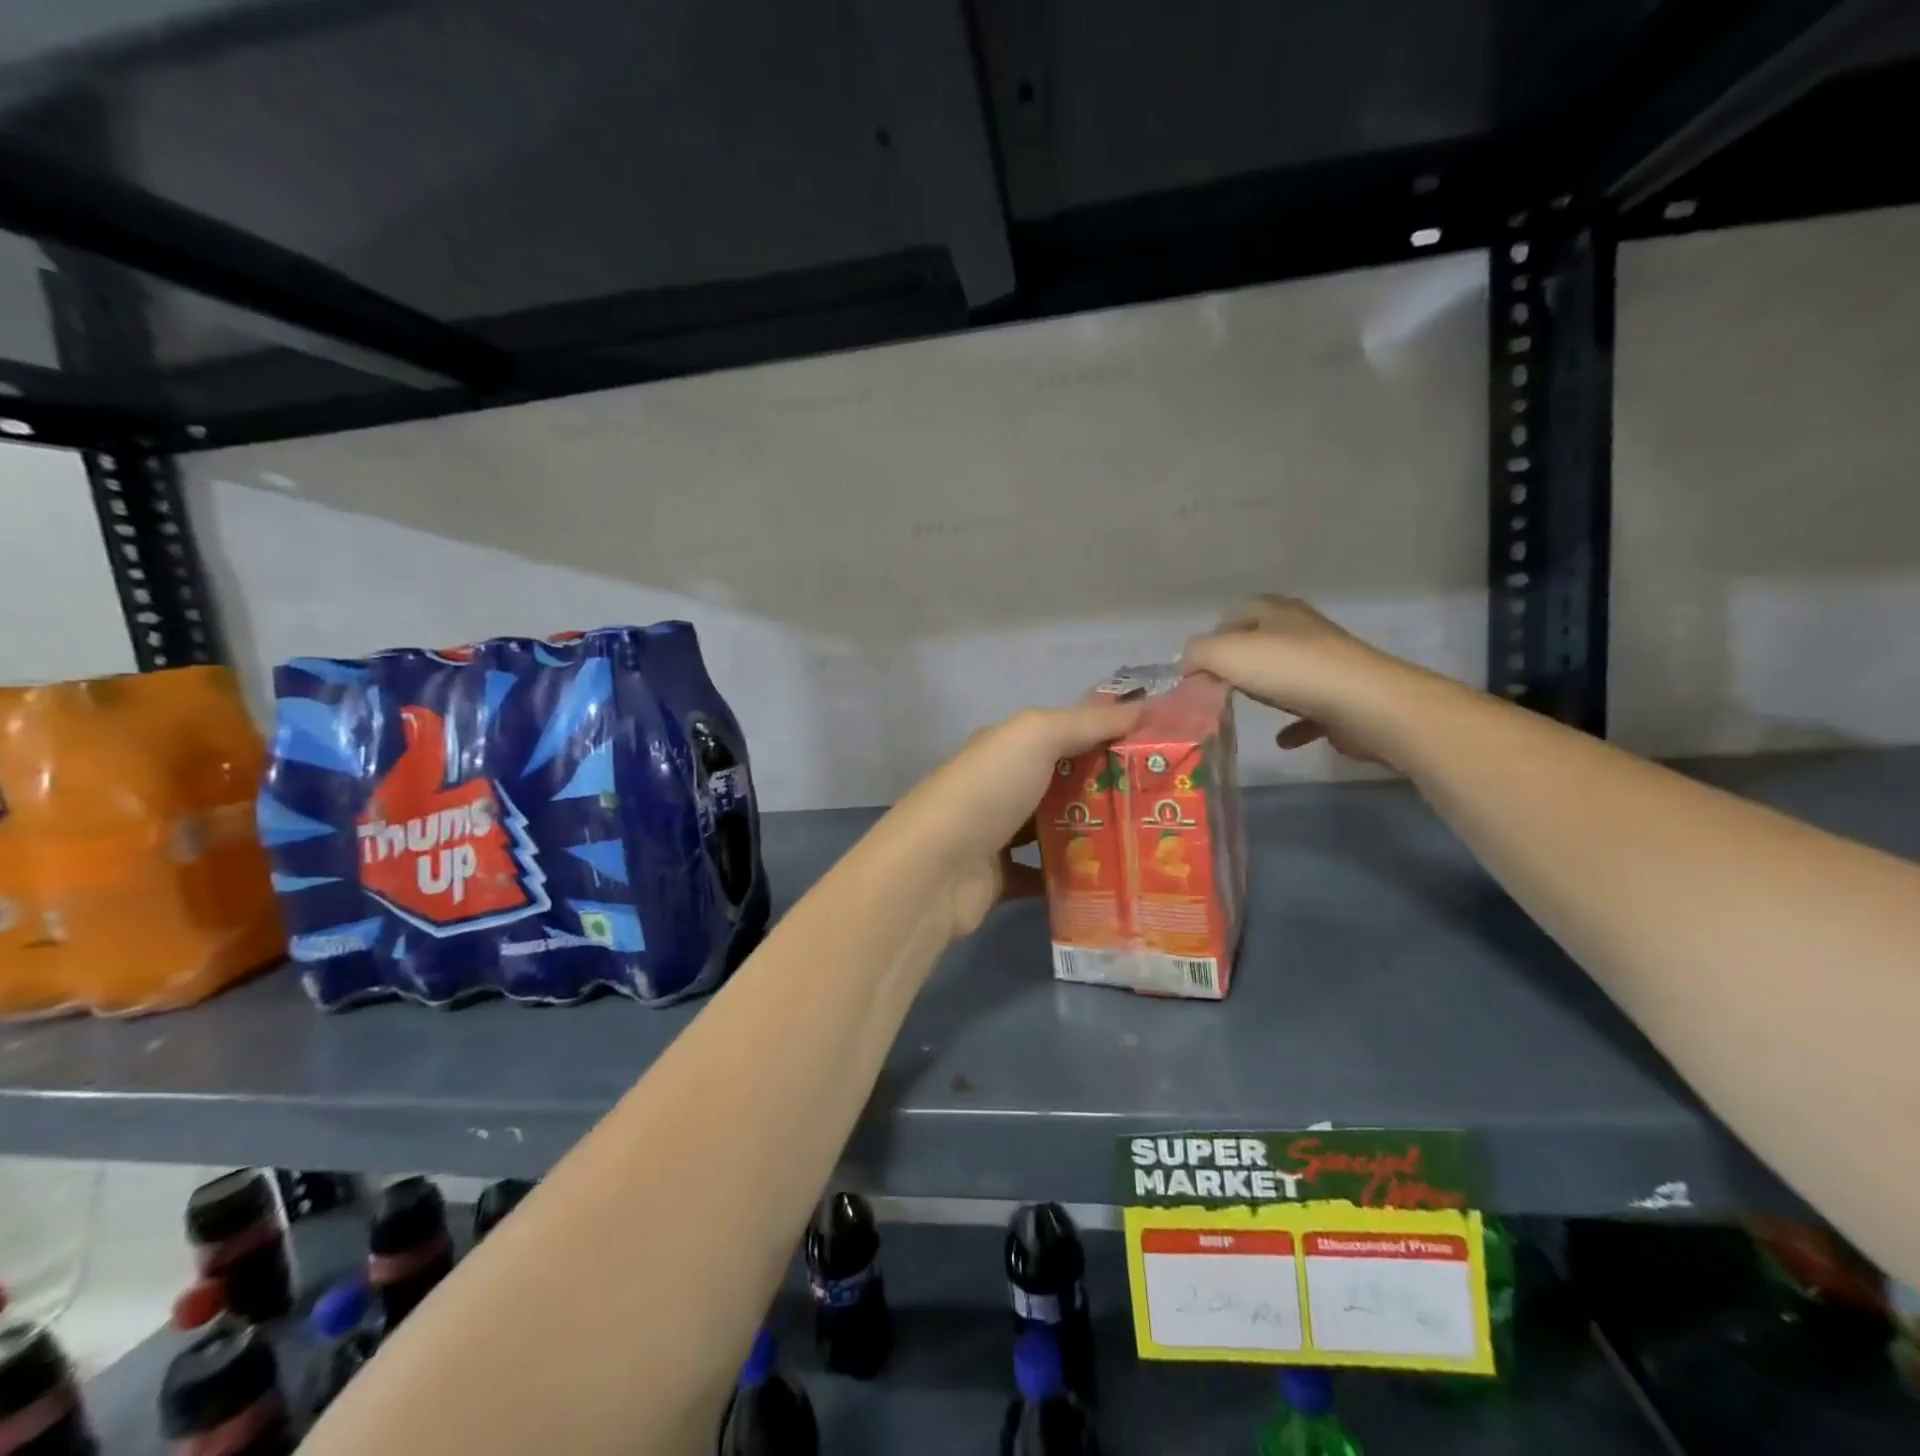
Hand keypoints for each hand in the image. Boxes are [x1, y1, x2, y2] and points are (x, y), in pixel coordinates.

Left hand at [891, 701, 1142, 937]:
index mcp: (1004, 748)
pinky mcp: (999, 880)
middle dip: (1107, 789)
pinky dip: (1071, 878)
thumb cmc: (986, 791)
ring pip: (1054, 830)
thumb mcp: (1034, 737)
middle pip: (1061, 783)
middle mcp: (998, 787)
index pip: (1062, 734)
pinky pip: (1044, 876)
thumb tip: (1139, 706)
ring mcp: (996, 835)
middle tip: (1161, 802)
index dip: (1106, 736)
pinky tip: (1111, 881)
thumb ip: (1084, 721)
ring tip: (1146, 841)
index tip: (1157, 750)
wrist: (934, 870)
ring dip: (1092, 835)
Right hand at [1181, 596, 1422, 765]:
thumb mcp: (1226, 653)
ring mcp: (1328, 666)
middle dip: (1238, 663)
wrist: (1365, 706)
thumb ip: (1197, 655)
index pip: (1239, 612)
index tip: (1196, 665)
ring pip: (1287, 674)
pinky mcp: (1343, 699)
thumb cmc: (1290, 671)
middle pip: (1263, 642)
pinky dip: (1293, 724)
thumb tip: (1187, 666)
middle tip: (1213, 688)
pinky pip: (1309, 711)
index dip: (1214, 634)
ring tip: (1242, 708)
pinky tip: (1281, 740)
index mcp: (1278, 613)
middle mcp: (1305, 632)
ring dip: (1266, 690)